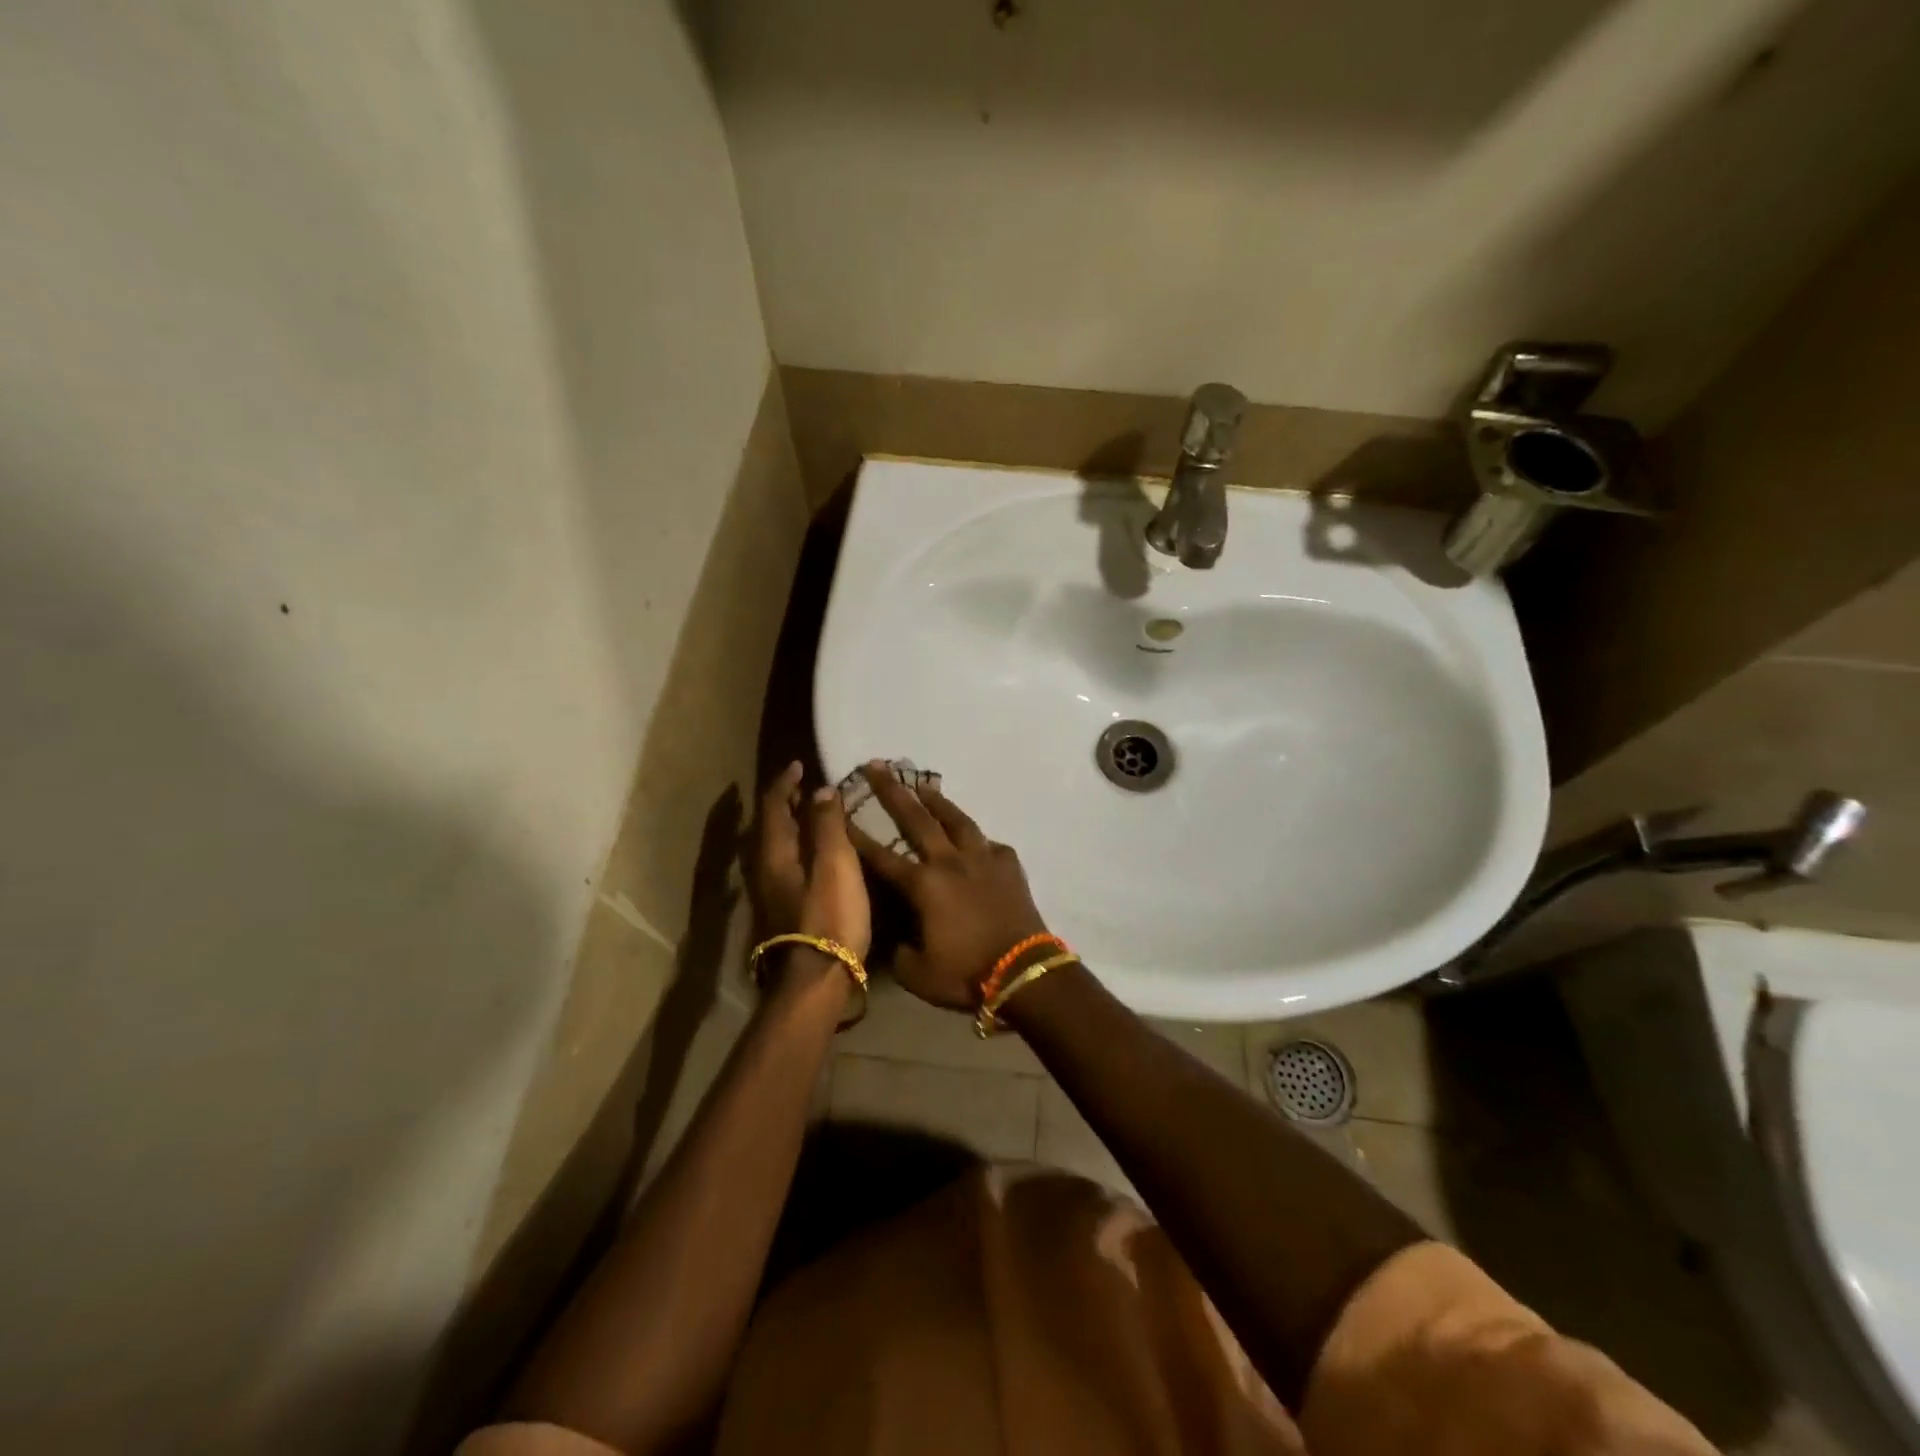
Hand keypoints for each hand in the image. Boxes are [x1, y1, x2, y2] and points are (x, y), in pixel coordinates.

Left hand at [745, 762, 870, 976]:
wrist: (816, 981)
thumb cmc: (829, 917)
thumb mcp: (835, 865)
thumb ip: (828, 825)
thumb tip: (820, 791)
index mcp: (774, 854)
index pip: (773, 806)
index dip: (785, 783)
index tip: (799, 765)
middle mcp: (765, 870)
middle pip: (771, 827)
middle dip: (787, 803)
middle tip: (808, 787)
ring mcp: (771, 894)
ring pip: (778, 847)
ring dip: (793, 826)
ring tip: (816, 816)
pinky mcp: (784, 911)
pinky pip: (788, 864)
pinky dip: (801, 847)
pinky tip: (819, 856)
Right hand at [847, 762, 1049, 1009]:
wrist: (1023, 973)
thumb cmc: (966, 974)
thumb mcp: (917, 974)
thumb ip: (899, 950)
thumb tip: (898, 937)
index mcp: (923, 886)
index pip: (881, 856)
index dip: (857, 835)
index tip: (840, 811)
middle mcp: (950, 862)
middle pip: (917, 819)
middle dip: (893, 791)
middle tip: (877, 765)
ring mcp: (983, 859)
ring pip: (957, 820)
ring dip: (938, 800)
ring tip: (923, 785)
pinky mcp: (1009, 865)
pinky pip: (990, 844)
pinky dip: (978, 840)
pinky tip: (975, 839)